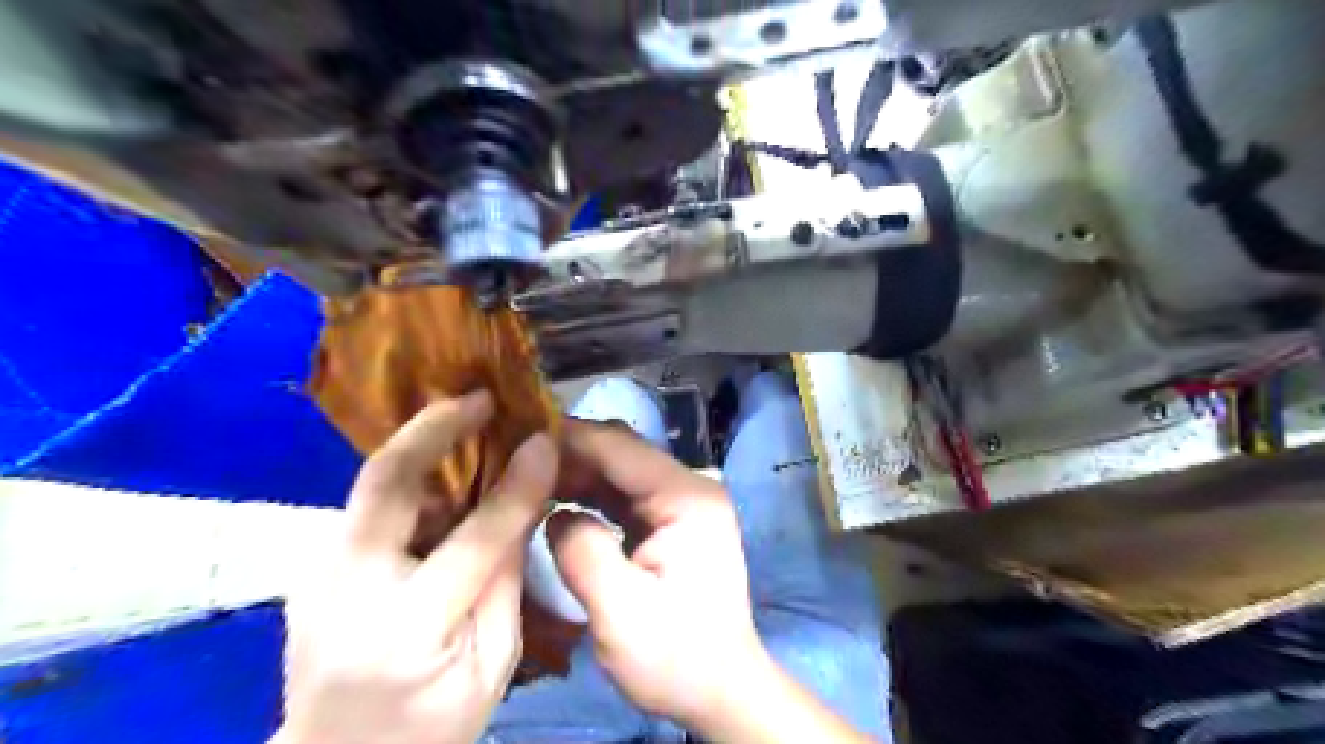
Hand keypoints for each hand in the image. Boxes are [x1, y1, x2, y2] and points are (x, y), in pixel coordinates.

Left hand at [275, 390, 554, 743]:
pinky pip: (372, 505)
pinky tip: (446, 477)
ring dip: (425, 448)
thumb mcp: (493, 662)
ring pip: (375, 486)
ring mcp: (316, 574)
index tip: (544, 439)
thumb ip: (508, 577)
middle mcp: (346, 589)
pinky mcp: (313, 565)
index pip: (475, 537)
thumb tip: (523, 500)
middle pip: (386, 482)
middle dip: (436, 427)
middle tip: (480, 397)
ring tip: (473, 427)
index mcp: (407, 629)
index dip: (517, 482)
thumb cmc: (431, 726)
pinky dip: (414, 479)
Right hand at [548, 422, 772, 727]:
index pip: (620, 447)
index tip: (518, 436)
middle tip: (515, 459)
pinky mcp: (672, 521)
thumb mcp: (620, 611)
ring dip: (577, 471)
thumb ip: (582, 551)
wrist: (720, 689)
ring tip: (528, 477)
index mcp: (686, 498)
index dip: (569, 438)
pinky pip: (624, 494)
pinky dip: (591, 493)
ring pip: (621, 469)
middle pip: (622, 451)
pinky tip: (557, 499)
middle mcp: (689, 487)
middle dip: (570, 453)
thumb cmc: (675, 657)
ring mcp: (683, 503)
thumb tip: (555, 513)